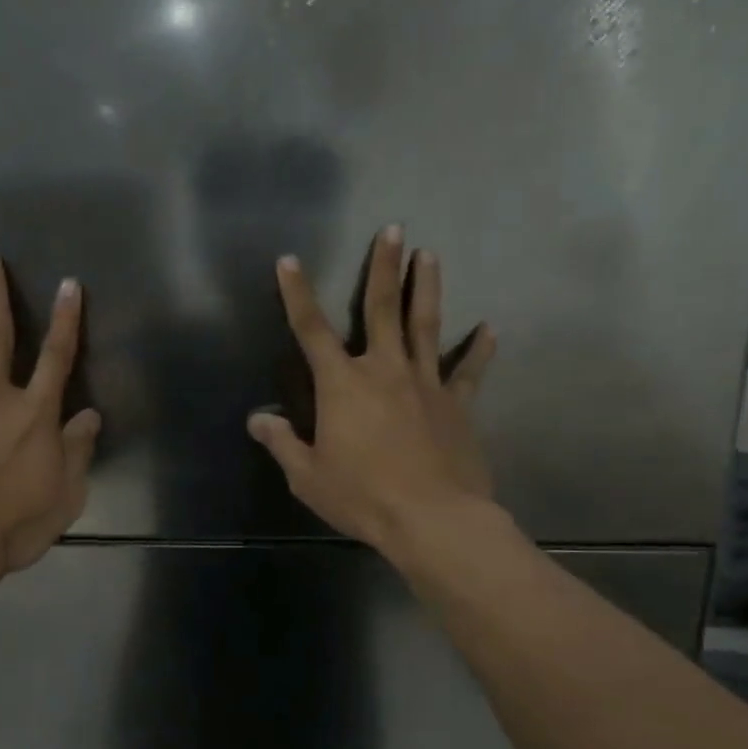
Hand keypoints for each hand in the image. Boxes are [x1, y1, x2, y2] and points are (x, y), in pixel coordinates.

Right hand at [249, 226, 493, 554]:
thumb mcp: (308, 475)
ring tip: (430, 254)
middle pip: (382, 308)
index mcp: (342, 385)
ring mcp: (425, 384)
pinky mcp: (458, 405)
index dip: (297, 294)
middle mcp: (384, 370)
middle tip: (394, 228)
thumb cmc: (362, 497)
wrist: (432, 519)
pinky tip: (489, 328)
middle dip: (384, 267)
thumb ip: (282, 443)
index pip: (311, 330)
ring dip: (427, 288)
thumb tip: (258, 419)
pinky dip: (479, 349)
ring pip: (425, 325)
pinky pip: (468, 371)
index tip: (290, 261)